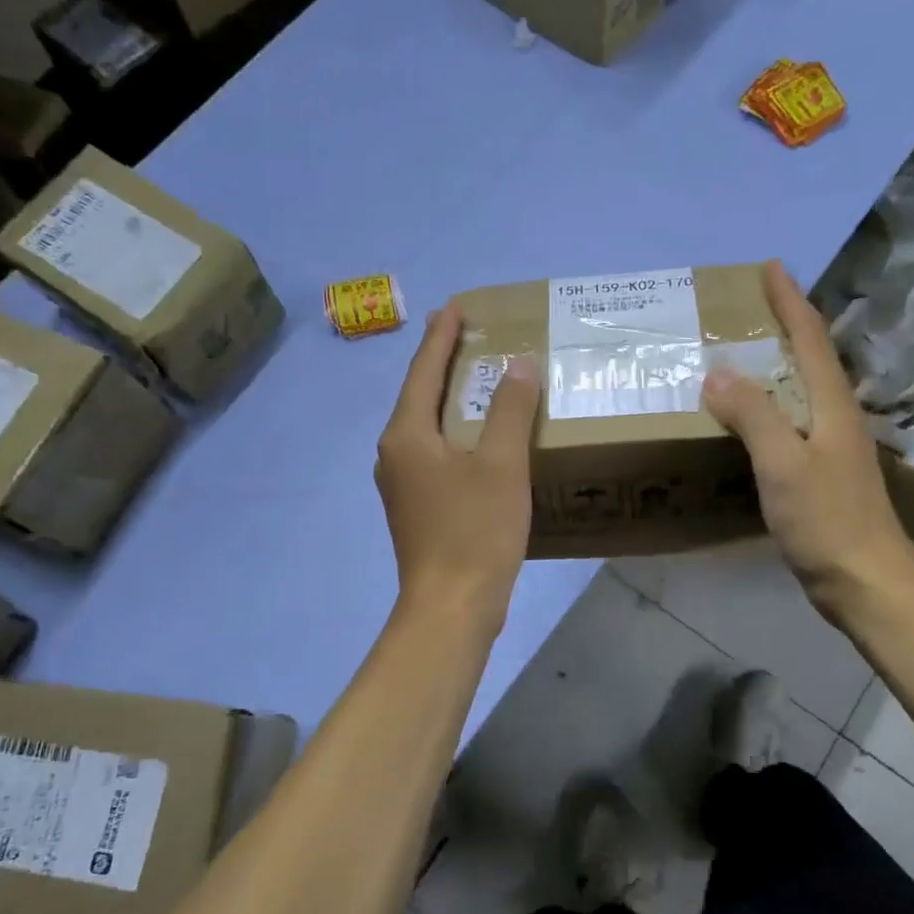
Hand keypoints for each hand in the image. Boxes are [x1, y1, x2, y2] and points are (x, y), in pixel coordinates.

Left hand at [376, 303, 539, 628]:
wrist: (452, 608)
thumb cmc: (475, 531)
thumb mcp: (501, 465)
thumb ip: (509, 410)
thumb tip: (518, 364)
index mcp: (407, 436)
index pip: (424, 371)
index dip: (441, 337)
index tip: (456, 306)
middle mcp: (395, 455)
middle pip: (420, 397)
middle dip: (444, 364)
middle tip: (471, 335)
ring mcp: (402, 485)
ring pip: (428, 428)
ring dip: (452, 401)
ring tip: (479, 379)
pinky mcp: (418, 508)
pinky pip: (436, 454)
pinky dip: (457, 434)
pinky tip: (480, 438)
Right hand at [703, 261, 913, 623]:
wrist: (866, 581)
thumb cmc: (827, 519)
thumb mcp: (783, 463)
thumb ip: (752, 414)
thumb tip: (718, 372)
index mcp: (831, 404)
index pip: (810, 337)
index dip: (790, 301)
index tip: (770, 267)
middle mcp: (836, 417)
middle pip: (810, 358)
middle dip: (783, 325)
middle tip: (746, 308)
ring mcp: (831, 446)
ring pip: (801, 390)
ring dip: (775, 365)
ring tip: (740, 354)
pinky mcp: (822, 473)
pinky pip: (791, 422)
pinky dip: (768, 406)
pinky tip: (748, 418)